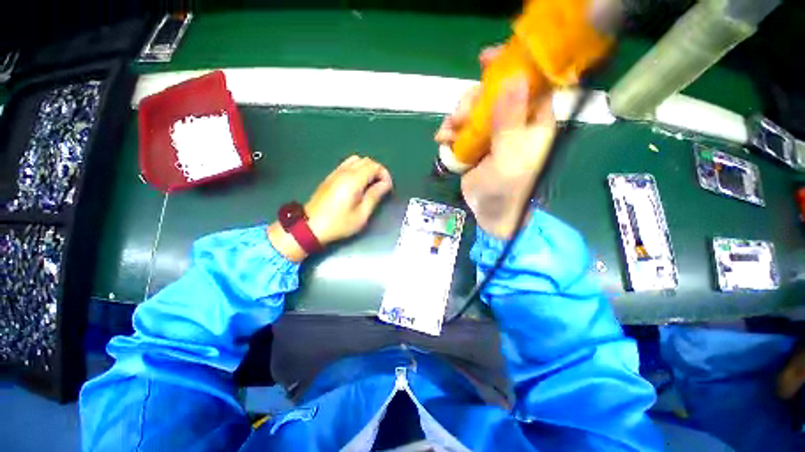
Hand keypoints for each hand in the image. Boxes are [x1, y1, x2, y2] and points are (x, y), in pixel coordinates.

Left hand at [268, 156, 392, 261]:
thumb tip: (385, 184)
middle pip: (366, 160)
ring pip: (356, 160)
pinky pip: (347, 165)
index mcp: (353, 180)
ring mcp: (335, 172)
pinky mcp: (330, 177)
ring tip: (370, 185)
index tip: (387, 188)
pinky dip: (357, 169)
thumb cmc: (339, 223)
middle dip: (377, 171)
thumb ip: (375, 196)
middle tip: (381, 187)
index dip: (385, 175)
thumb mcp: (362, 214)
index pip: (374, 166)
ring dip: (367, 169)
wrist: (311, 226)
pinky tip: (357, 184)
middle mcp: (344, 171)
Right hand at [435, 46, 556, 238]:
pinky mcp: (474, 143)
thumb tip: (514, 78)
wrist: (489, 211)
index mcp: (532, 120)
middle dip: (472, 100)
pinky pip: (460, 127)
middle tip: (460, 117)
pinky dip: (449, 130)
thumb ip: (510, 120)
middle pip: (492, 93)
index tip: (486, 59)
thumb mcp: (509, 155)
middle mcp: (513, 121)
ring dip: (456, 117)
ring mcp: (491, 132)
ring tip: (448, 133)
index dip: (510, 66)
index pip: (528, 82)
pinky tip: (442, 139)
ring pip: (473, 109)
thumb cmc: (506, 187)